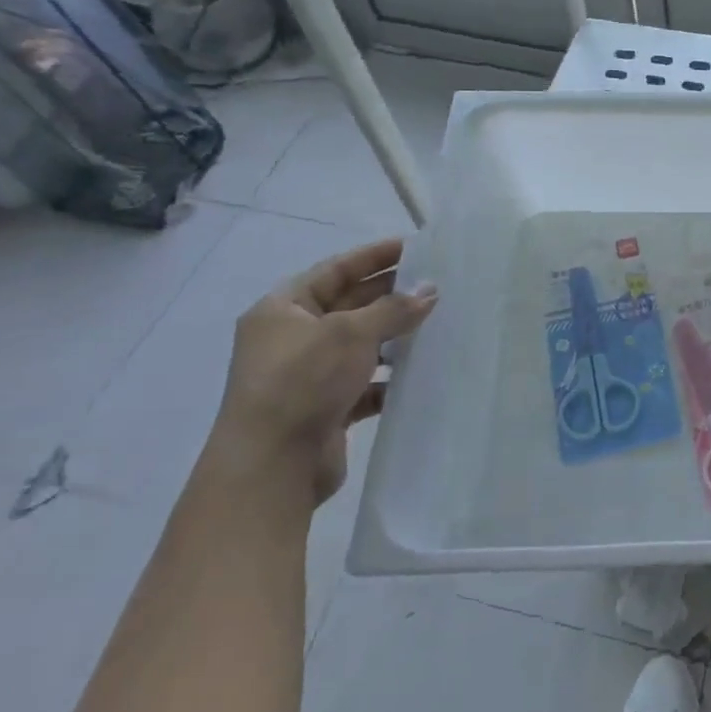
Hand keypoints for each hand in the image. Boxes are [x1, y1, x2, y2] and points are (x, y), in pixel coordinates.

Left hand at [205, 239, 435, 508]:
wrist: (272, 464)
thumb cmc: (303, 381)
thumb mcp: (350, 333)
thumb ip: (393, 309)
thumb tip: (430, 290)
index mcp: (283, 309)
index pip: (335, 270)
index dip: (374, 256)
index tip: (414, 247)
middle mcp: (292, 337)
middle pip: (349, 305)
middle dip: (391, 295)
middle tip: (436, 283)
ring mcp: (309, 374)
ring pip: (361, 344)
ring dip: (395, 336)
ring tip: (438, 324)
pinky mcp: (327, 407)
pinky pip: (366, 382)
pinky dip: (391, 376)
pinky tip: (421, 371)